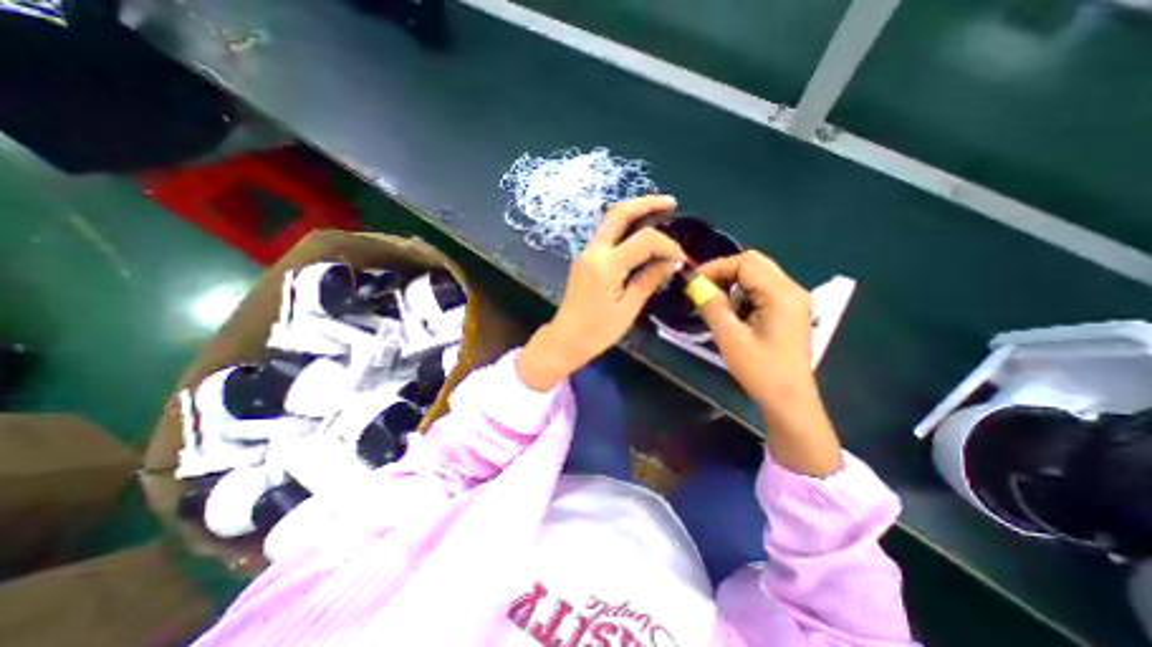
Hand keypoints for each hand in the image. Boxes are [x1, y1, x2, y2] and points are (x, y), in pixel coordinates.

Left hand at [519, 196, 681, 389]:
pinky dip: (625, 228)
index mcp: (606, 264)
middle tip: (671, 203)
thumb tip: (672, 262)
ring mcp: (587, 253)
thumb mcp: (628, 308)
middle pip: (619, 213)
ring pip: (610, 220)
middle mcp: (593, 251)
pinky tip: (641, 235)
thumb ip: (649, 280)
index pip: (644, 240)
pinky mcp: (586, 259)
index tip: (681, 259)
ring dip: (635, 212)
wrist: (566, 339)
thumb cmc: (597, 331)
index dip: (667, 245)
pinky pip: (607, 235)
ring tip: (660, 212)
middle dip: (646, 203)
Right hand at [688, 249, 842, 476]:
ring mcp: (793, 300)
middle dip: (724, 273)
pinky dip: (743, 295)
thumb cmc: (760, 370)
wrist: (789, 400)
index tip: (693, 282)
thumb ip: (712, 306)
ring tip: (715, 305)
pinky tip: (733, 315)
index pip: (746, 262)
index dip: (716, 267)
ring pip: (757, 276)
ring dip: (733, 285)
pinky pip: (762, 291)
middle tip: (702, 290)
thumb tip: (694, 284)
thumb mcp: (730, 337)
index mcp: (781, 294)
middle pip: (754, 264)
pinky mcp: (789, 311)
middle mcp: (792, 290)